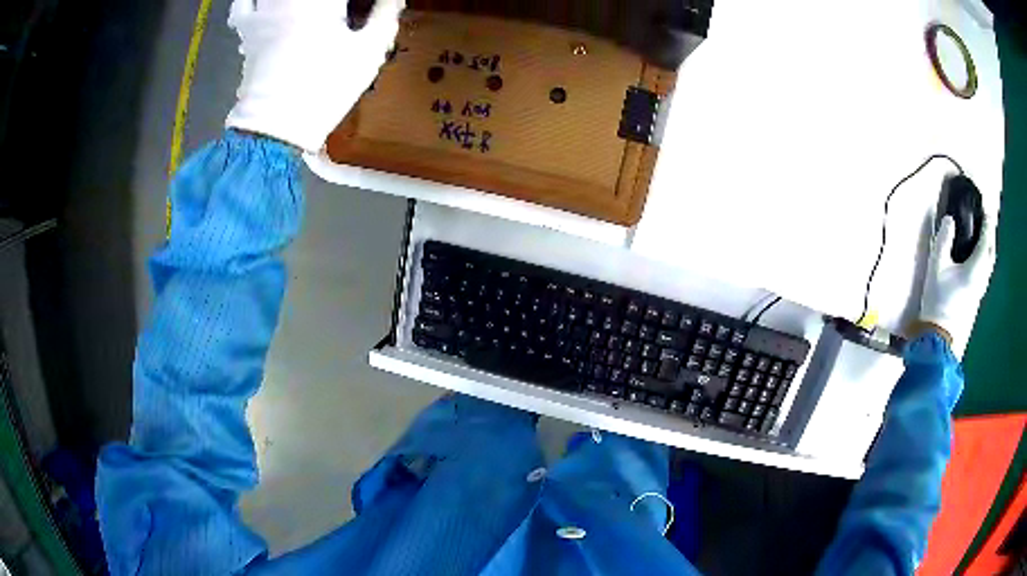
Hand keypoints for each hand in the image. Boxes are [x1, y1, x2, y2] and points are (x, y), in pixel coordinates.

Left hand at [226, 0, 401, 151]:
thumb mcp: (368, 52)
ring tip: (307, 9)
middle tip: (336, 10)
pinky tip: (267, 4)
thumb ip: (385, 15)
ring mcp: (263, 11)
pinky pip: (243, 2)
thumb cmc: (325, 88)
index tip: (365, 6)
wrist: (276, 126)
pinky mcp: (247, 29)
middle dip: (329, 1)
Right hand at [918, 214, 996, 354]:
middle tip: (987, 222)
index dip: (987, 223)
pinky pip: (985, 274)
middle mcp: (982, 279)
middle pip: (991, 254)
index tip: (986, 209)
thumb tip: (949, 220)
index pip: (986, 241)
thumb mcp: (936, 266)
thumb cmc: (939, 300)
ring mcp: (980, 291)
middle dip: (991, 236)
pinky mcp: (976, 299)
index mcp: (975, 268)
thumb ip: (943, 240)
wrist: (939, 337)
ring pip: (989, 265)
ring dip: (989, 249)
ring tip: (984, 239)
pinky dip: (985, 261)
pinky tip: (979, 261)